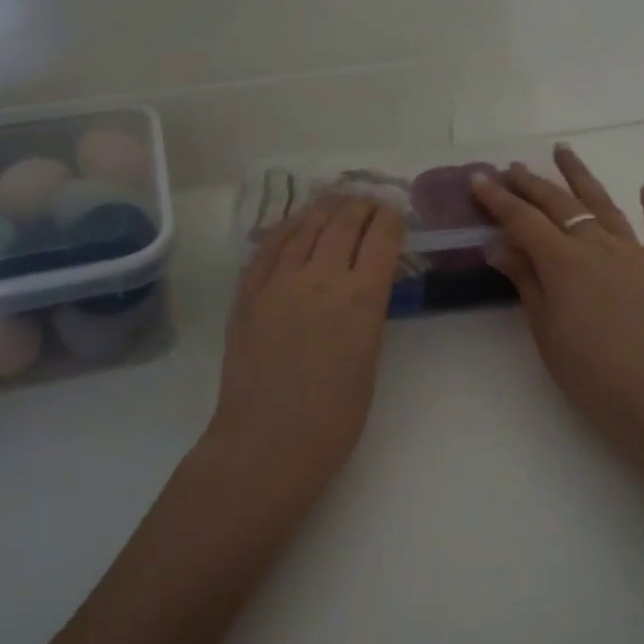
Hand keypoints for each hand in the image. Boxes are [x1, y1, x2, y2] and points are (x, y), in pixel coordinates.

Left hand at [209, 195, 405, 487]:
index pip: (381, 237)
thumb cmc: (334, 416)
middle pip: (344, 221)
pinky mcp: (248, 291)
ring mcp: (279, 280)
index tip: (395, 213)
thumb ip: (368, 312)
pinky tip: (295, 224)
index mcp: (361, 297)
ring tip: (336, 202)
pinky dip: (288, 228)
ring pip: (306, 225)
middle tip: (369, 203)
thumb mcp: (369, 358)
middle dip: (361, 206)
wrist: (268, 441)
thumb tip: (364, 284)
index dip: (391, 218)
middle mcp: (321, 276)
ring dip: (326, 208)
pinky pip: (269, 245)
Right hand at [471, 146, 643, 455]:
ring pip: (604, 205)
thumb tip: (501, 246)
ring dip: (581, 177)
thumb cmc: (590, 373)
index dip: (498, 199)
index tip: (478, 179)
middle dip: (532, 184)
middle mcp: (598, 246)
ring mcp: (634, 254)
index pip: (523, 221)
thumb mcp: (545, 330)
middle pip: (560, 205)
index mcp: (564, 262)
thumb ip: (526, 282)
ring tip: (563, 152)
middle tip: (512, 168)